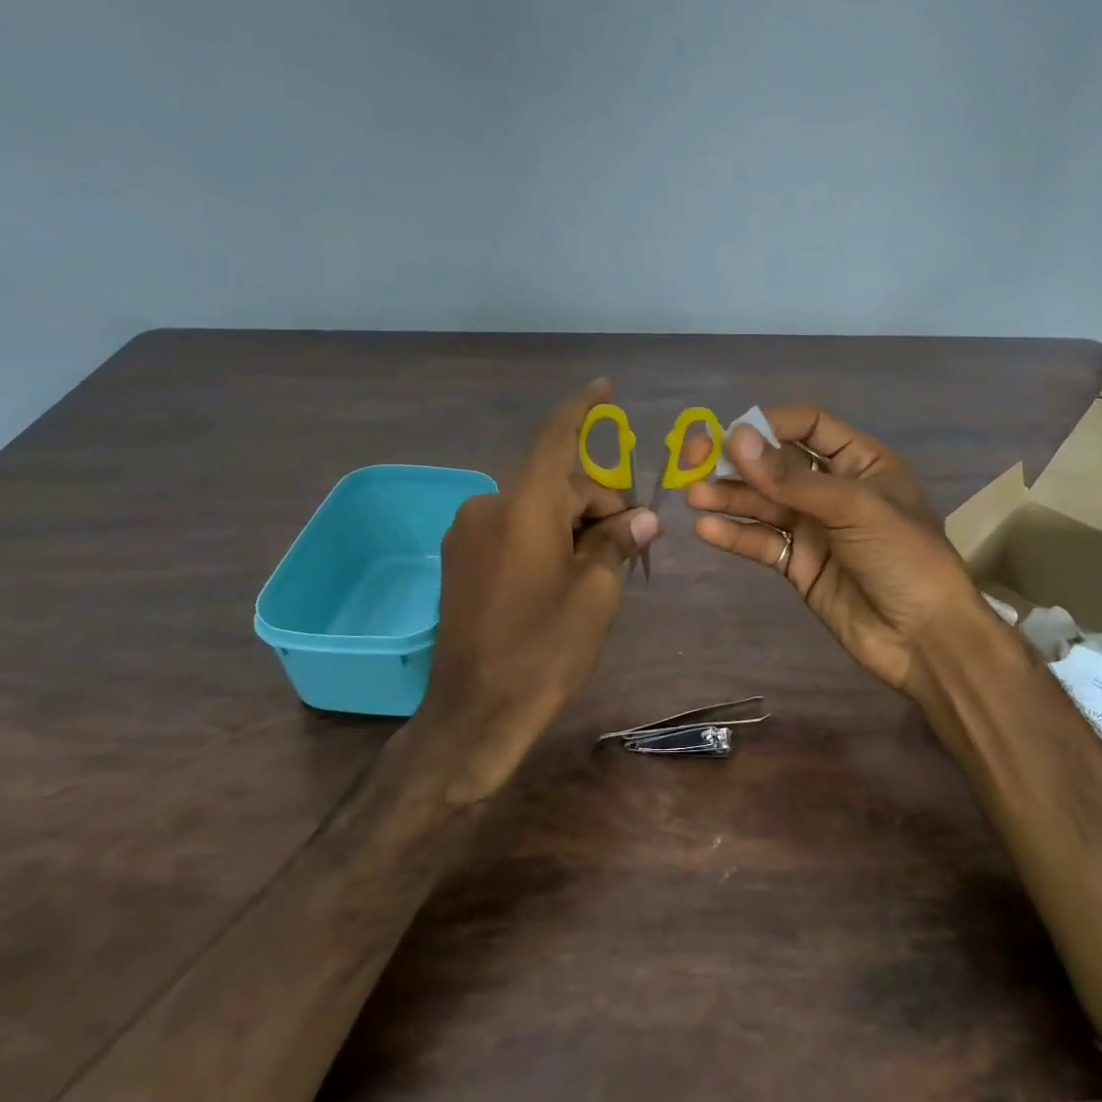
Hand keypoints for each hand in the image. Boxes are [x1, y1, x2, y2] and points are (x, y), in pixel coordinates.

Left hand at [409, 380, 657, 803]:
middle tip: (631, 545)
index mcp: (524, 506)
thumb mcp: (596, 594)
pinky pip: (511, 527)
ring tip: (597, 568)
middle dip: (597, 503)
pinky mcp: (459, 558)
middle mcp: (489, 506)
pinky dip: (543, 535)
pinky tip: (560, 575)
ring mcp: (467, 532)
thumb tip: (642, 519)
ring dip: (571, 523)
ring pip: (534, 507)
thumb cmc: (544, 651)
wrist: (474, 712)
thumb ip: (616, 543)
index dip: (582, 409)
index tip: (604, 389)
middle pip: (556, 483)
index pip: (556, 437)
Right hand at [683, 407, 983, 709]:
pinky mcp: (798, 564)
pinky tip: (707, 530)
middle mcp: (833, 489)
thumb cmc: (904, 557)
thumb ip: (792, 478)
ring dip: (729, 497)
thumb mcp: (854, 508)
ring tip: (693, 497)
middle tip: (693, 462)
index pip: (808, 426)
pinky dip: (736, 535)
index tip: (730, 436)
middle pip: (776, 464)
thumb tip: (735, 439)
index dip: (768, 425)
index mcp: (860, 462)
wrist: (924, 638)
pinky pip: (762, 542)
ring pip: (763, 504)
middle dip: (737, 462)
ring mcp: (814, 528)